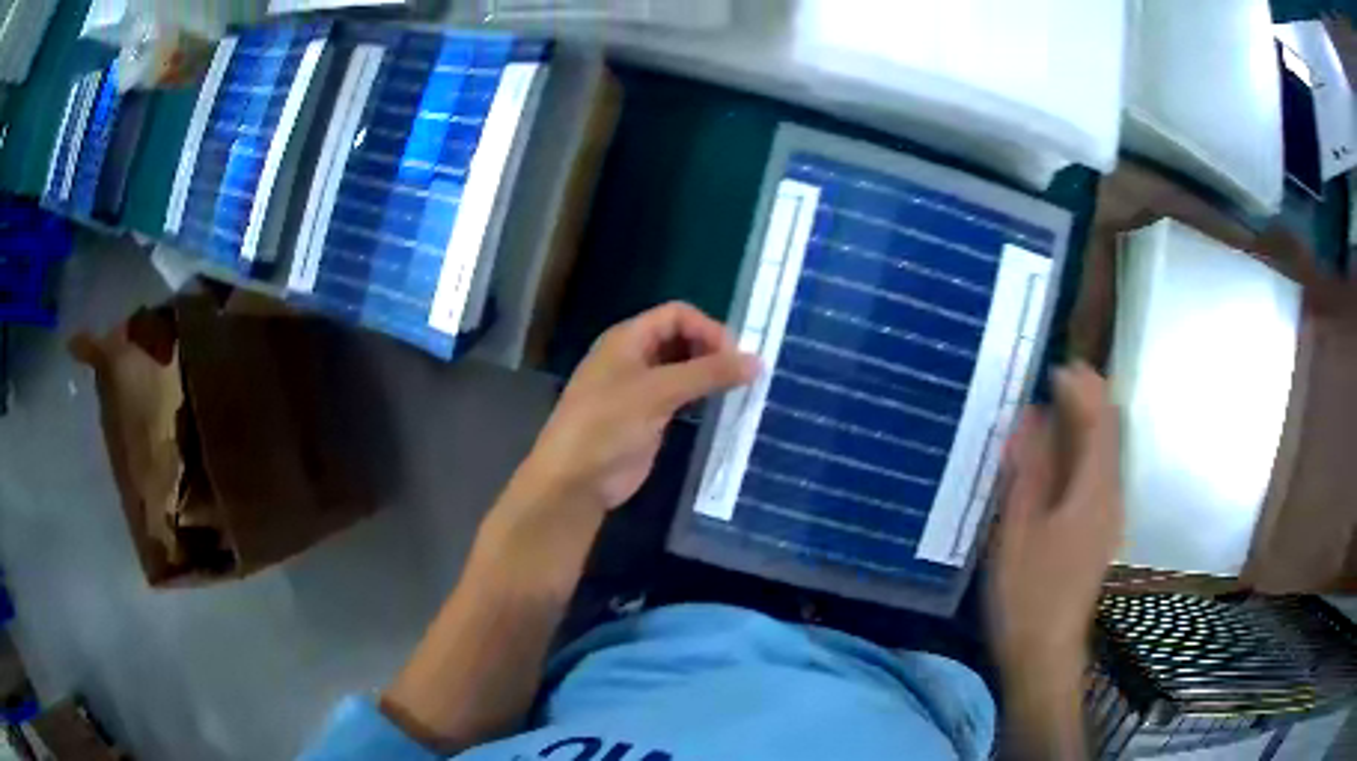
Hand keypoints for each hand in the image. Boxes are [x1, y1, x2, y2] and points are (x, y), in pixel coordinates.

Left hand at [508, 302, 758, 518]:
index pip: (677, 315)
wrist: (575, 479)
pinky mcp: (647, 417)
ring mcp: (639, 388)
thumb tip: (757, 361)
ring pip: (682, 368)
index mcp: (628, 338)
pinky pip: (679, 397)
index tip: (735, 357)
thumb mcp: (658, 392)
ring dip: (708, 374)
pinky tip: (719, 408)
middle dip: (711, 350)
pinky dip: (700, 397)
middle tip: (740, 375)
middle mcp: (634, 357)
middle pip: (681, 338)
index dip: (708, 328)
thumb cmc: (608, 425)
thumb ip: (707, 373)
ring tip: (737, 389)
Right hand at [988, 363, 1122, 677]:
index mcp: (1094, 490)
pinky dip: (1084, 449)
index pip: (1100, 420)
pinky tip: (1059, 456)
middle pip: (1110, 431)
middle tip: (1052, 379)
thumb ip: (1029, 468)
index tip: (1056, 365)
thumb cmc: (1027, 592)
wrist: (1045, 648)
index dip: (1084, 387)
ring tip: (1052, 407)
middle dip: (1088, 398)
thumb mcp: (1019, 528)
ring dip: (1086, 422)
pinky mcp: (1102, 527)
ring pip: (1107, 450)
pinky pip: (1100, 472)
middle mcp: (1111, 494)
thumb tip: (1031, 415)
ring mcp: (1111, 512)